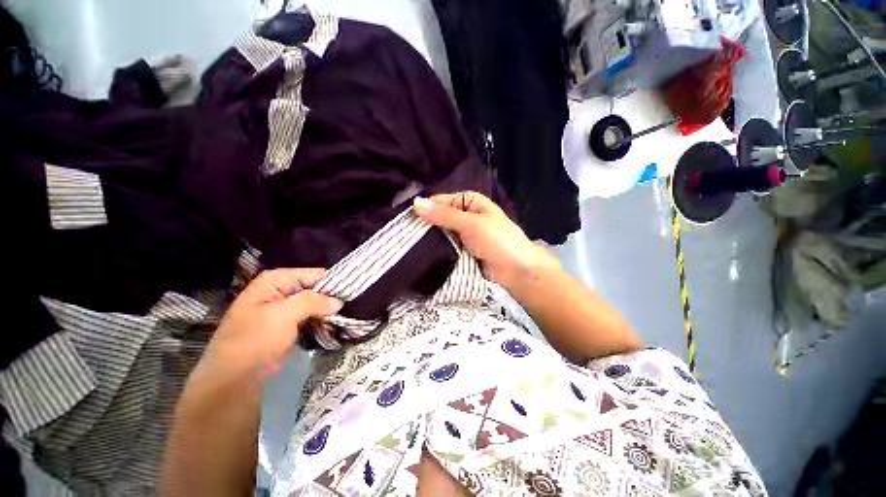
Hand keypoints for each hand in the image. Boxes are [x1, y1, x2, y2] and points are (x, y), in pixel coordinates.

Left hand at [205, 268, 342, 377]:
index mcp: (275, 280)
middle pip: (314, 288)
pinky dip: (321, 320)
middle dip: (331, 297)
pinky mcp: (287, 326)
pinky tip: (335, 324)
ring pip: (314, 303)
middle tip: (351, 305)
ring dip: (328, 310)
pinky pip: (310, 317)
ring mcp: (283, 309)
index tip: (352, 292)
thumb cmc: (255, 341)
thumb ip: (313, 301)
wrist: (234, 380)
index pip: (313, 274)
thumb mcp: (284, 315)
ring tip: (347, 314)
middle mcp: (279, 291)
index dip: (333, 282)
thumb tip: (339, 300)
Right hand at [413, 192, 558, 290]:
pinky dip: (437, 251)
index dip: (426, 208)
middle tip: (404, 234)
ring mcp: (464, 236)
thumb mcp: (470, 223)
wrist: (516, 271)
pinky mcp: (462, 252)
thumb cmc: (497, 240)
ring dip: (430, 240)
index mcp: (470, 202)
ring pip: (442, 234)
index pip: (442, 201)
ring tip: (407, 245)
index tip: (406, 218)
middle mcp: (466, 216)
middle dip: (426, 225)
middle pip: (440, 218)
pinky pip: (446, 248)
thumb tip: (416, 203)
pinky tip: (421, 255)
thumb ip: (444, 215)